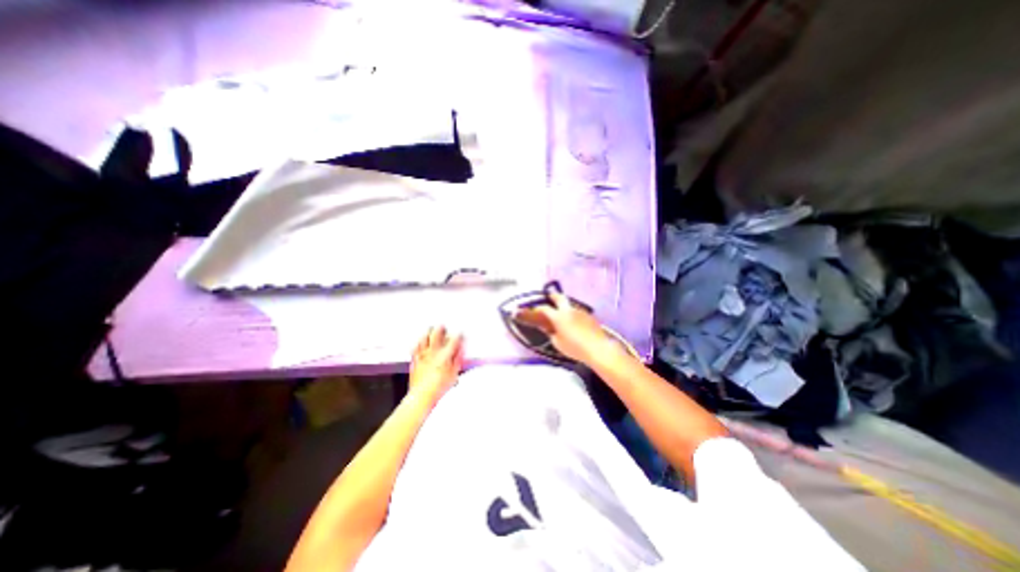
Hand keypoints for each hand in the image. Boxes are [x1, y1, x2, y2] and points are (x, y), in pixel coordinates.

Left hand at [409, 327, 464, 406]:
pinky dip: (418, 343)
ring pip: (424, 338)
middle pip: (437, 335)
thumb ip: (458, 360)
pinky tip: (419, 342)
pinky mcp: (415, 361)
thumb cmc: (438, 387)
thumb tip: (461, 350)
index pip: (454, 340)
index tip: (461, 333)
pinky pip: (415, 348)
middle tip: (443, 325)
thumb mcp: (454, 374)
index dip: (458, 335)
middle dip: (441, 328)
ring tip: (430, 328)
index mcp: (445, 355)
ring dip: (428, 333)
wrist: (422, 396)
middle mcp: (433, 352)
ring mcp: (422, 356)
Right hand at [515, 291, 616, 366]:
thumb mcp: (558, 343)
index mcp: (558, 317)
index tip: (534, 310)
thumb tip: (548, 329)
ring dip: (565, 306)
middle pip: (559, 297)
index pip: (545, 309)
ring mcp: (580, 311)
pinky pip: (578, 311)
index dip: (537, 308)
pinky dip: (573, 313)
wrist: (597, 348)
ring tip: (563, 313)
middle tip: (549, 296)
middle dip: (553, 296)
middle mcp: (568, 310)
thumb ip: (551, 334)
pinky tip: (574, 321)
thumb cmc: (575, 348)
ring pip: (570, 304)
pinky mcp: (589, 315)